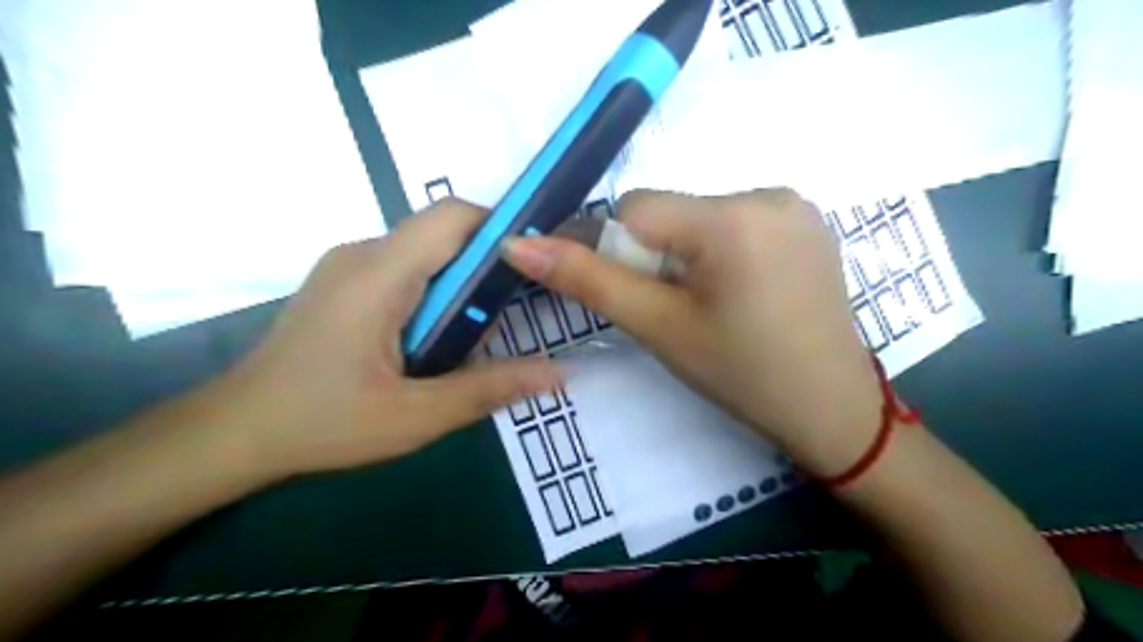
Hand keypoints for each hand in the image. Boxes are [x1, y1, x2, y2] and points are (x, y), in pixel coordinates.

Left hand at [213, 198, 560, 479]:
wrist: (236, 432)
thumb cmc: (322, 423)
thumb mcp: (416, 416)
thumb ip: (490, 389)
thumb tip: (559, 372)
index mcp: (378, 275)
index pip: (452, 217)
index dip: (501, 228)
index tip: (535, 265)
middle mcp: (362, 254)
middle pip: (443, 233)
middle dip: (485, 267)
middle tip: (506, 319)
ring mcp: (349, 265)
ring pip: (427, 252)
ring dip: (460, 284)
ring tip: (469, 340)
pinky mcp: (345, 282)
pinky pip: (406, 268)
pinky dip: (435, 292)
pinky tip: (433, 339)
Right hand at [501, 188, 882, 478]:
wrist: (831, 408)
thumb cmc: (740, 374)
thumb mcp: (658, 327)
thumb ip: (587, 280)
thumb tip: (517, 245)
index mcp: (731, 217)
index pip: (635, 208)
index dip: (617, 250)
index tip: (632, 295)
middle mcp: (768, 192)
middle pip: (671, 211)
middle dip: (655, 255)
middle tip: (676, 309)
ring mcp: (795, 205)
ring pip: (701, 216)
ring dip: (687, 253)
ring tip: (712, 305)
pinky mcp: (807, 222)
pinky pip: (736, 222)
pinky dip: (720, 250)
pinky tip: (741, 292)